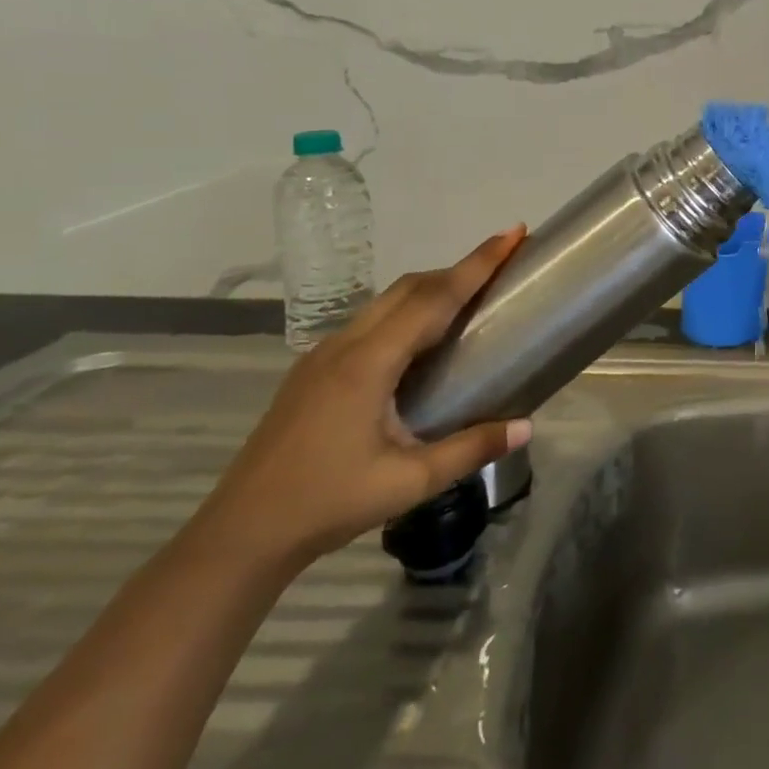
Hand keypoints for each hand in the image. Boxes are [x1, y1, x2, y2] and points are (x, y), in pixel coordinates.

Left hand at [195, 230, 533, 572]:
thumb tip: (528, 426)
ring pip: (387, 301)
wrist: (240, 536)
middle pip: (410, 287)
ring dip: (432, 288)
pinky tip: (423, 339)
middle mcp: (344, 346)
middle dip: (459, 268)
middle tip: (503, 263)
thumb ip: (471, 448)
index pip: (434, 298)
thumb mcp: (409, 482)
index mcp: (368, 364)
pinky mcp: (313, 371)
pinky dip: (408, 310)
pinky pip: (371, 321)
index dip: (477, 263)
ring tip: (472, 296)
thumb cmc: (327, 504)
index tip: (512, 233)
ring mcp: (323, 356)